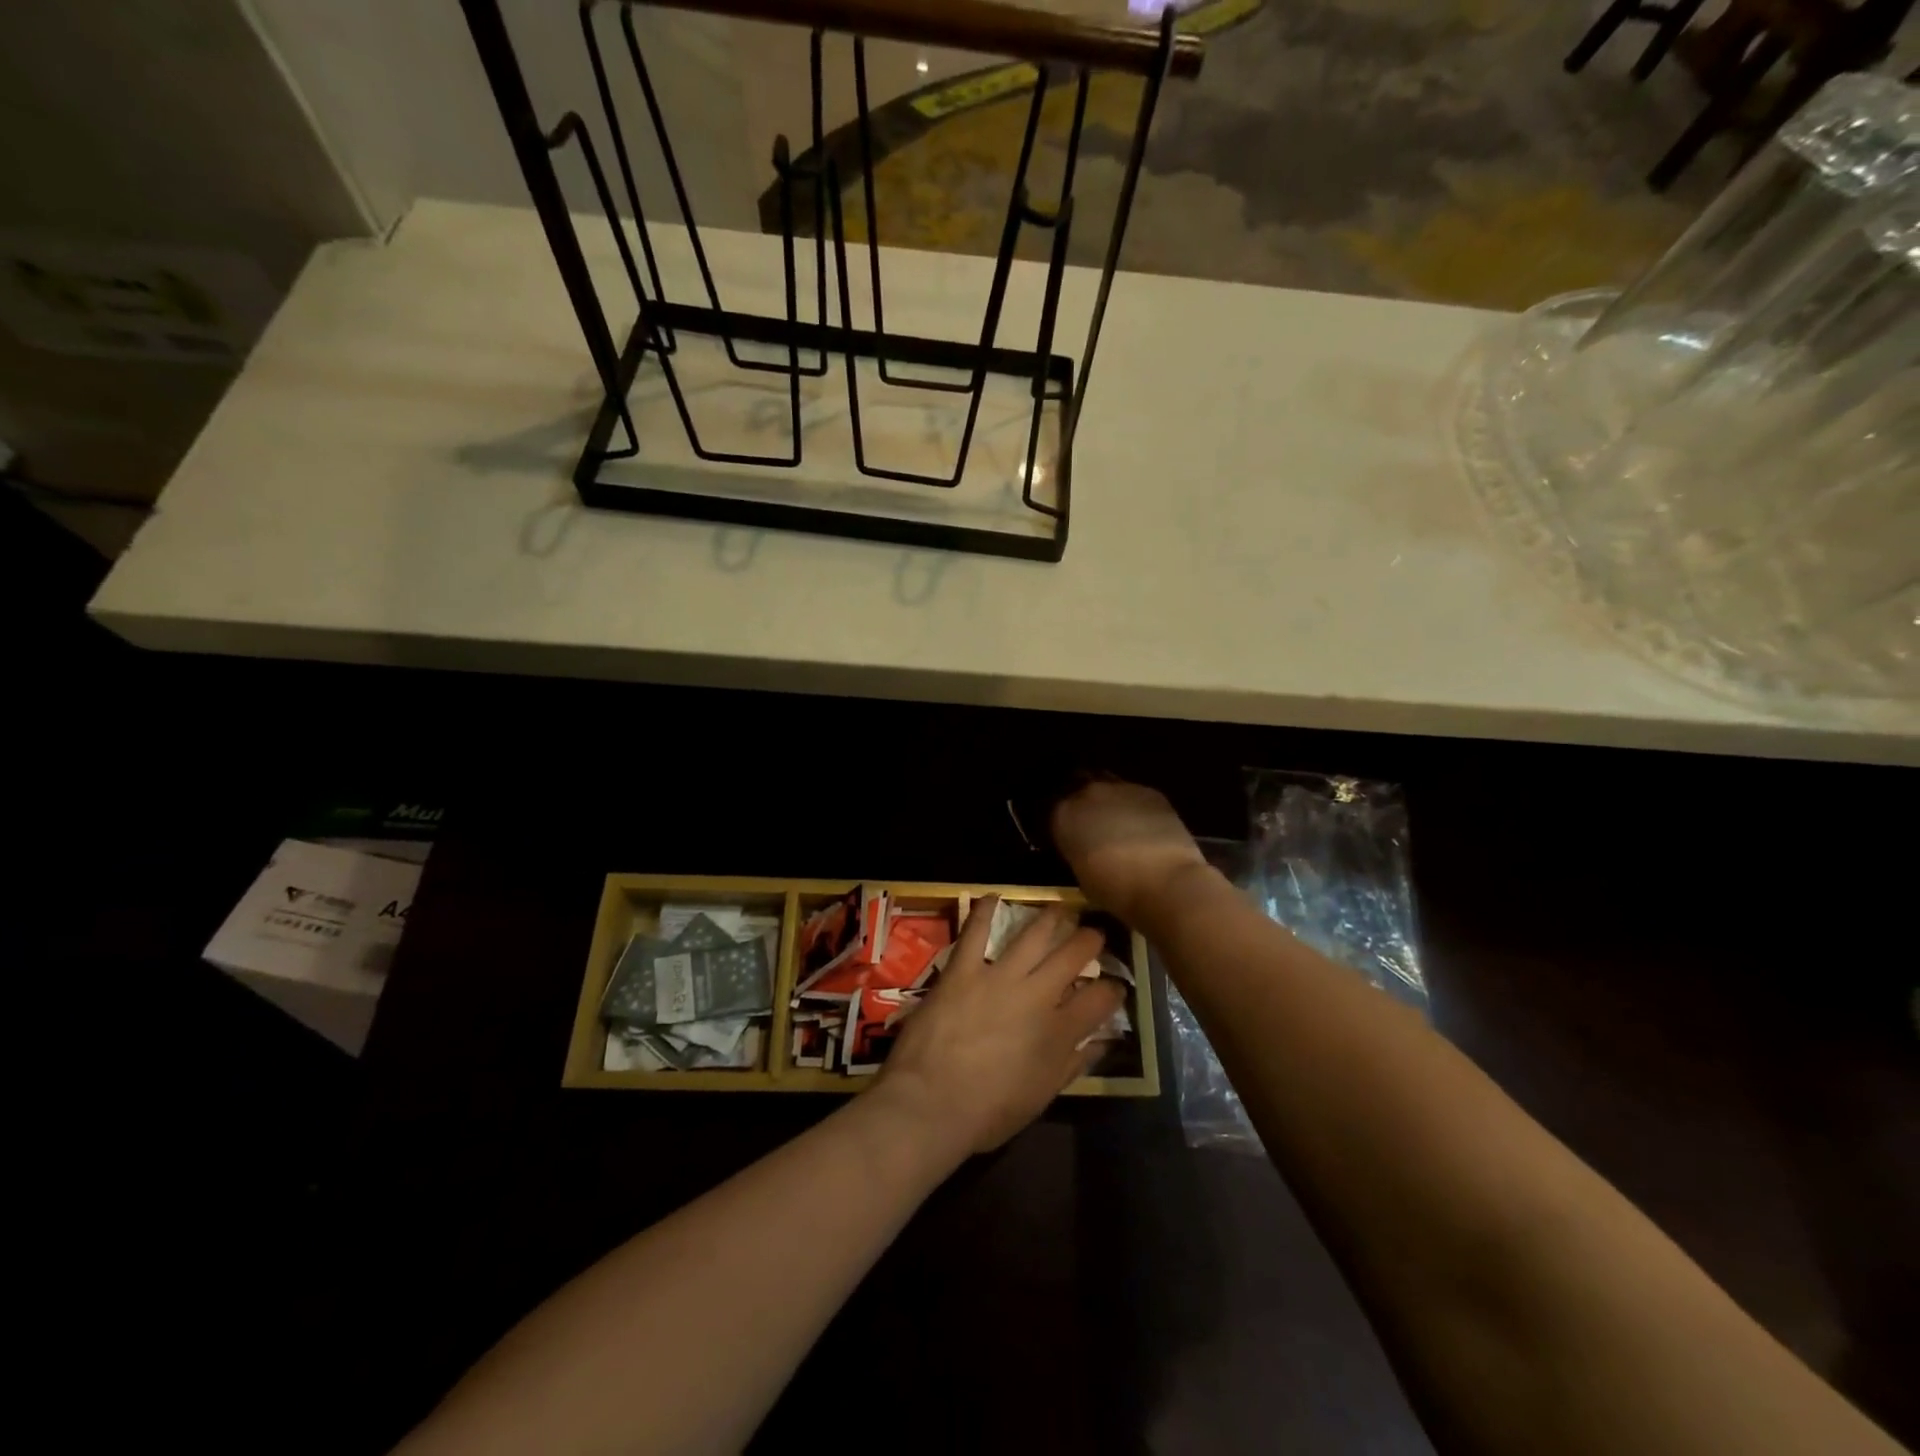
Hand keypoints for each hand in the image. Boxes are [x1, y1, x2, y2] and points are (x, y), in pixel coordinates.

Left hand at [875, 897, 1124, 1155]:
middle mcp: (1037, 996)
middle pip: (1074, 956)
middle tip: (1094, 933)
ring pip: (1034, 935)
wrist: (930, 1103)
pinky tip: (994, 897)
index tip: (1115, 985)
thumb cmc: (989, 1112)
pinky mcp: (963, 969)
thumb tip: (1104, 1042)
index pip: (1101, 999)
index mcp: (1059, 1032)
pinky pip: (976, 931)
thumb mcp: (1042, 1096)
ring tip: (1060, 909)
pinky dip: (985, 911)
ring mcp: (999, 977)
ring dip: (1051, 918)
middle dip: (1090, 940)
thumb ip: (1075, 1065)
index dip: (1114, 988)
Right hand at [1050, 778, 1209, 927]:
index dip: (1059, 820)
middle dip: (1081, 801)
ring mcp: (1121, 788)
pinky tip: (1142, 825)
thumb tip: (1083, 846)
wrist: (1166, 883)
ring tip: (1116, 822)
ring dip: (1108, 800)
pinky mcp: (1151, 792)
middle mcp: (1088, 792)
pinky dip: (1133, 806)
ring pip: (1107, 786)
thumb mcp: (1080, 873)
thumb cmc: (1116, 890)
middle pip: (1078, 786)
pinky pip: (1134, 794)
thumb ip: (1076, 850)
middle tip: (1089, 822)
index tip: (1064, 833)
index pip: (1051, 808)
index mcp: (1064, 814)